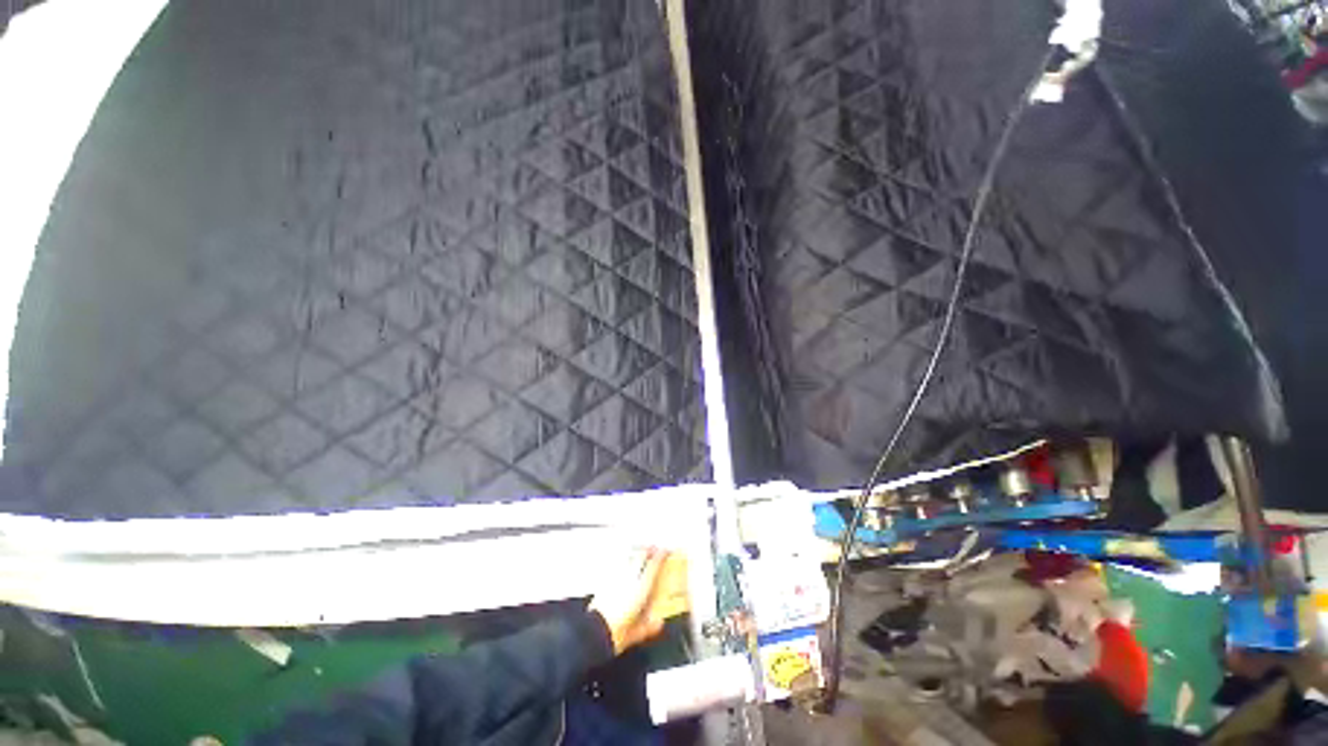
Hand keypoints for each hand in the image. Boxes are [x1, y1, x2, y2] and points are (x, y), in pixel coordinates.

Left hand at [589, 548, 687, 654]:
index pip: (653, 566)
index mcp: (641, 588)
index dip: (661, 556)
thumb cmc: (617, 632)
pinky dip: (622, 560)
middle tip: (654, 548)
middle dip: (648, 550)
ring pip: (628, 557)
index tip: (666, 551)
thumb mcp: (637, 633)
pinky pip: (616, 564)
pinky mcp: (605, 580)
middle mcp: (629, 578)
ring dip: (635, 552)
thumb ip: (649, 627)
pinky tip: (622, 562)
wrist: (594, 631)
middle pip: (640, 556)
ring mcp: (616, 577)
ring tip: (639, 551)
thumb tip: (659, 623)